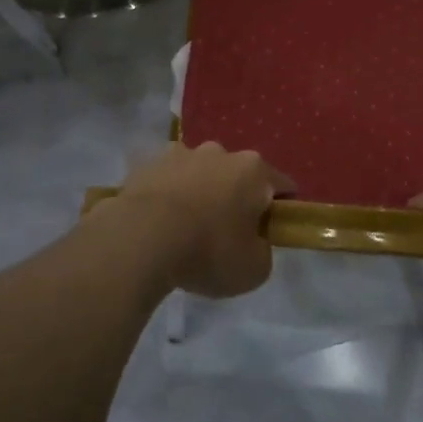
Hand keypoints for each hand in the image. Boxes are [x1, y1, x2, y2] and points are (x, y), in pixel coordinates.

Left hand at [104, 142, 292, 299]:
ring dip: (198, 192)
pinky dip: (166, 196)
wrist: (140, 239)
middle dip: (235, 198)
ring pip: (198, 173)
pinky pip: (165, 181)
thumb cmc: (208, 251)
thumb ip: (263, 251)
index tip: (270, 233)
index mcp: (253, 170)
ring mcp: (179, 153)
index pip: (282, 186)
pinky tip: (157, 223)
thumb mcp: (254, 269)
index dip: (281, 210)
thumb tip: (254, 242)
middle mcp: (219, 152)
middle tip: (225, 234)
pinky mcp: (146, 164)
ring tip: (184, 228)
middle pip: (237, 175)